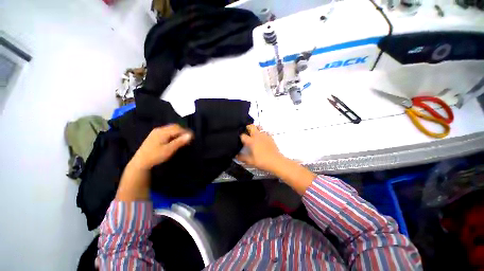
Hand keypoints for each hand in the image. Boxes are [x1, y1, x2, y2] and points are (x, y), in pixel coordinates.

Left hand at [130, 124, 192, 169]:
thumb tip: (190, 135)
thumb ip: (180, 141)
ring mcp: (156, 132)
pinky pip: (167, 131)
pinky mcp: (154, 135)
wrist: (140, 162)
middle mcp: (159, 129)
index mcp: (163, 132)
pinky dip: (173, 134)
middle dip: (182, 131)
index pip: (178, 128)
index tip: (192, 137)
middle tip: (188, 138)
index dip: (186, 132)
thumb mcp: (169, 149)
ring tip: (182, 139)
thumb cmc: (156, 156)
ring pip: (171, 128)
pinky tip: (174, 139)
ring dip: (178, 132)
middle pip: (174, 126)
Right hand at [237, 125, 284, 173]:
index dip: (240, 136)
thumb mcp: (250, 161)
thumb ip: (242, 158)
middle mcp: (257, 136)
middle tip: (246, 131)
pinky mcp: (270, 137)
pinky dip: (263, 133)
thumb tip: (236, 156)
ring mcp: (265, 136)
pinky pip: (266, 132)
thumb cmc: (262, 161)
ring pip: (259, 127)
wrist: (276, 161)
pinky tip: (263, 138)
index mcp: (251, 141)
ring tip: (254, 133)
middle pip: (251, 126)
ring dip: (256, 128)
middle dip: (248, 127)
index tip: (240, 139)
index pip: (243, 135)